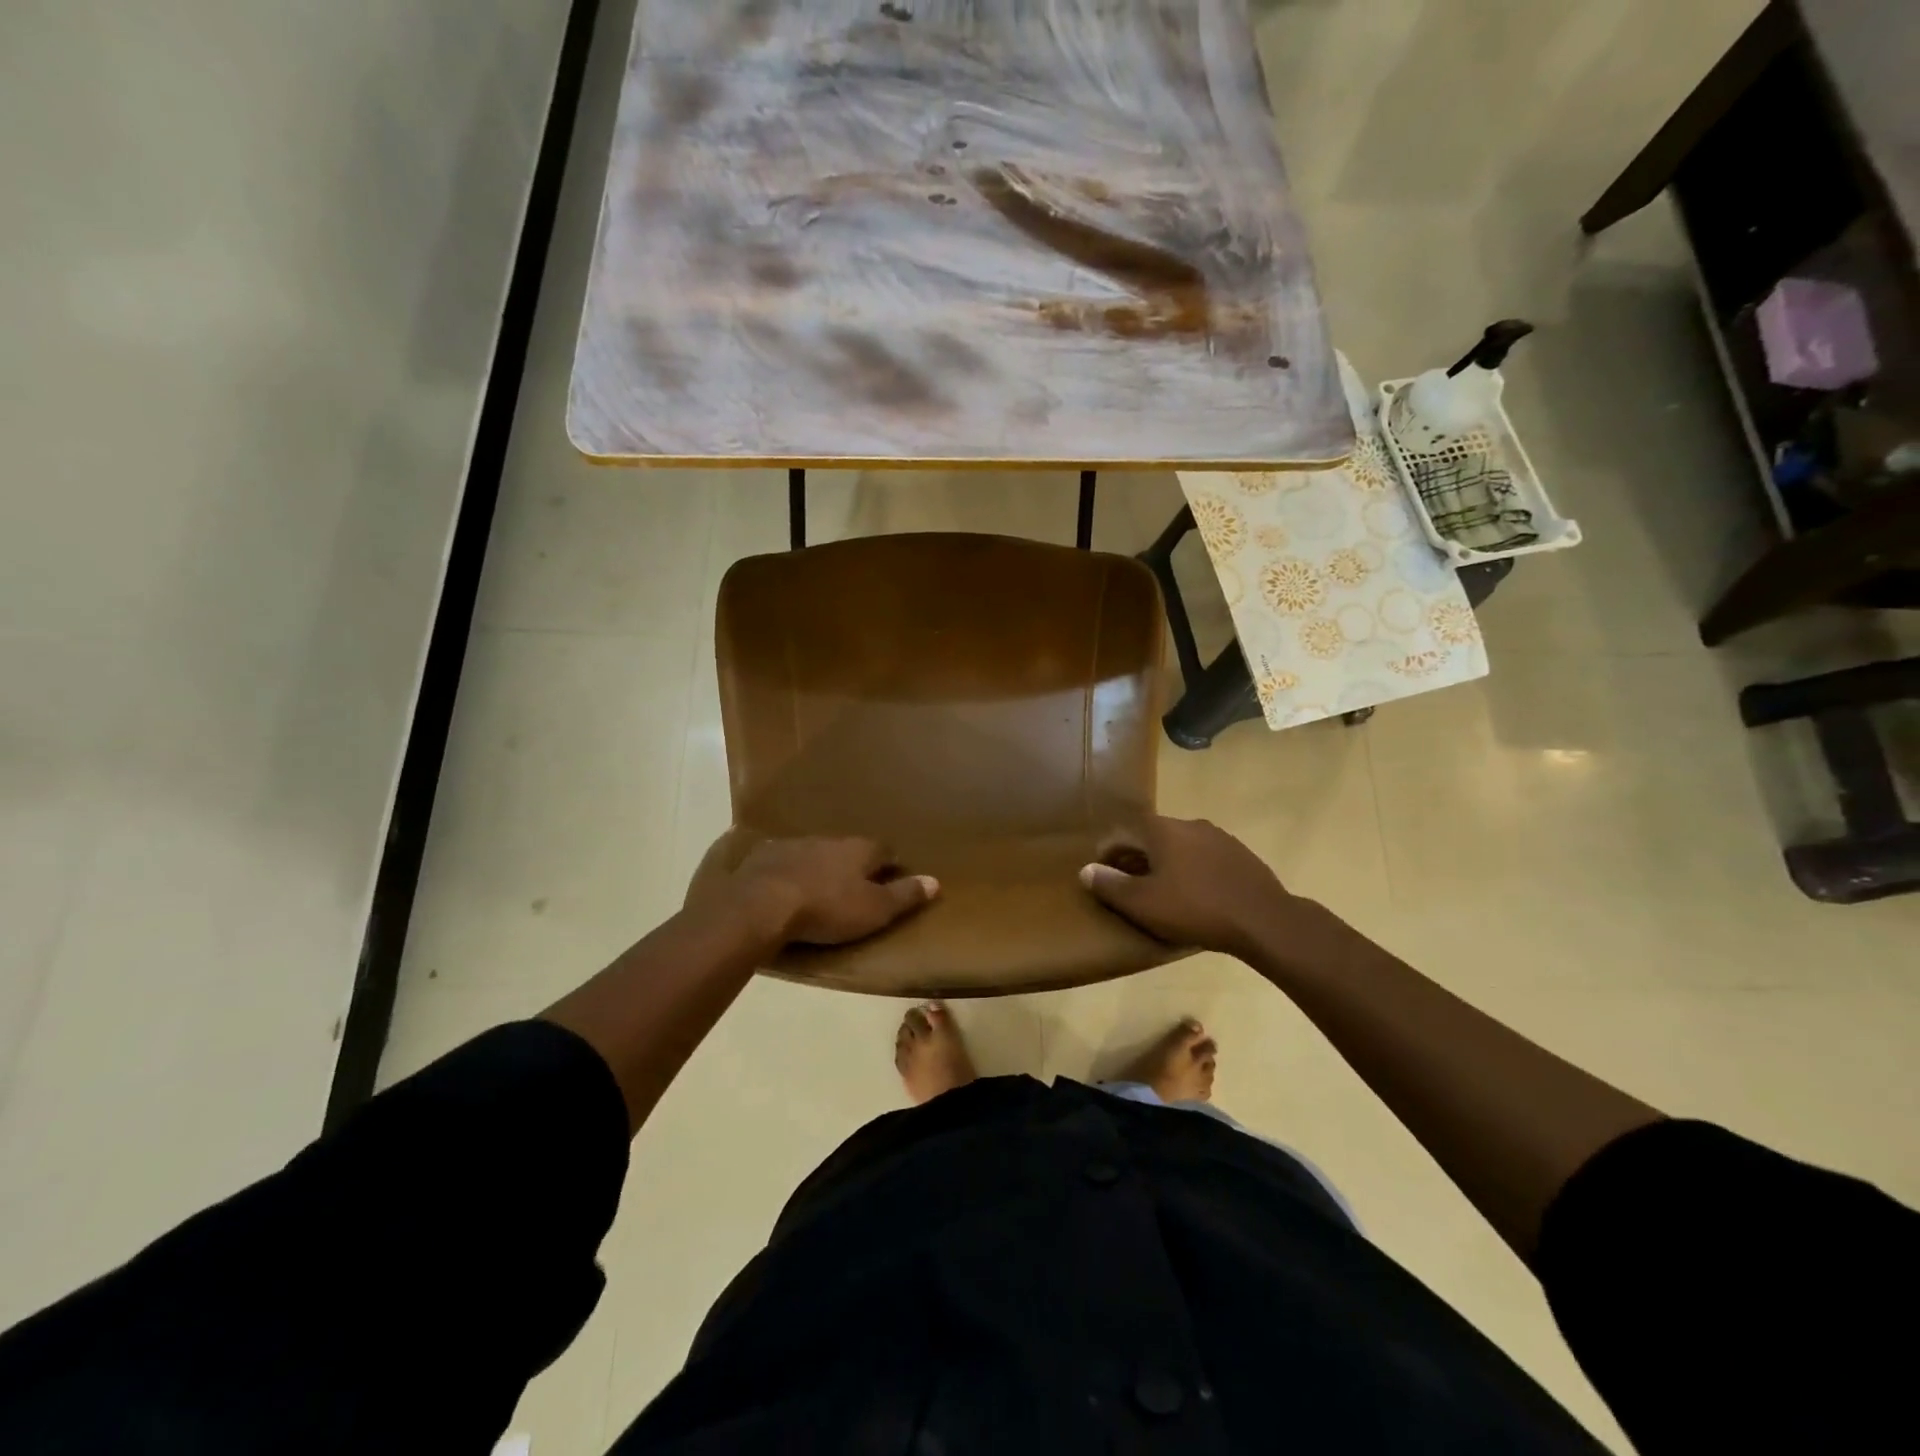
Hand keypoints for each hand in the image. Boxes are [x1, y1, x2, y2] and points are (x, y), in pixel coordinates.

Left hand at [732, 837, 938, 946]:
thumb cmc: (828, 909)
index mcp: (860, 849)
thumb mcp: (875, 909)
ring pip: (815, 851)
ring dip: (820, 865)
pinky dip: (788, 870)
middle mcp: (830, 839)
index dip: (890, 864)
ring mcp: (794, 844)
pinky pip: (783, 860)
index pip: (885, 850)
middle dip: (853, 863)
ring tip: (819, 886)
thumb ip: (905, 895)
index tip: (892, 877)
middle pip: (849, 848)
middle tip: (855, 884)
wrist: (762, 904)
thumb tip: (936, 881)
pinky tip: (783, 885)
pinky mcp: (764, 855)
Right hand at [1079, 816, 1307, 959]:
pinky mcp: (1240, 854)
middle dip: (1136, 860)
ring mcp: (1219, 837)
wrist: (1263, 920)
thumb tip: (1086, 870)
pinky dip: (1192, 871)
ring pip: (1180, 847)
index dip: (1108, 856)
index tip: (1103, 878)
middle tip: (1130, 888)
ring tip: (1163, 894)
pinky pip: (1204, 858)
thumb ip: (1110, 885)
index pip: (1122, 834)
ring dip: (1166, 865)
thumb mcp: (1143, 903)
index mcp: (1162, 829)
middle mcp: (1189, 824)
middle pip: (1151, 838)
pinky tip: (1196, 896)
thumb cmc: (1195, 908)